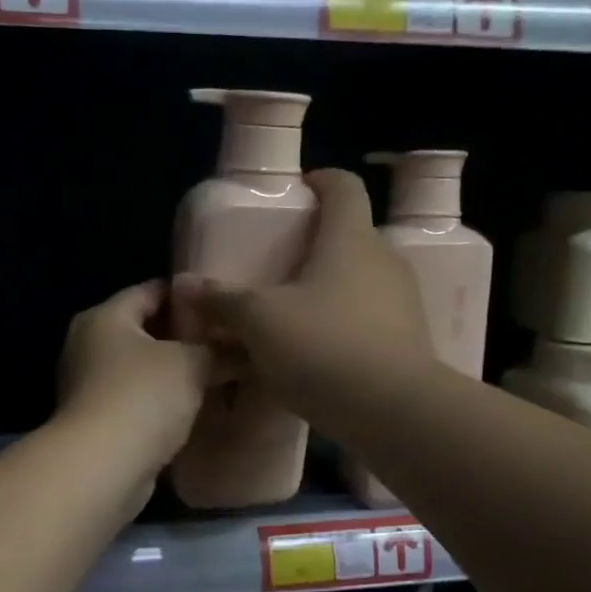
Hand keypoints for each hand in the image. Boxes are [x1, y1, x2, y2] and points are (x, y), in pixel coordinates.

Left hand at [55, 280, 224, 480]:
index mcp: (104, 317)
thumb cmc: (143, 397)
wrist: (102, 467)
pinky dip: (160, 399)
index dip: (187, 295)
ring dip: (172, 370)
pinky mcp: (95, 420)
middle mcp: (88, 344)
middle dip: (183, 335)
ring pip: (140, 367)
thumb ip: (219, 350)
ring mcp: (88, 385)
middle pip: (143, 329)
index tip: (222, 303)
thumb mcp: (192, 364)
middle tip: (225, 340)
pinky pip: (135, 397)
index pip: (149, 291)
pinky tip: (191, 405)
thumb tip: (245, 347)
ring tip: (215, 372)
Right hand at [171, 169, 435, 417]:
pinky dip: (340, 327)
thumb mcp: (259, 322)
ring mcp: (401, 303)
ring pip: (357, 283)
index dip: (320, 181)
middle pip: (349, 238)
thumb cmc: (323, 347)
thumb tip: (183, 284)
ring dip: (326, 292)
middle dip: (314, 247)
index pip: (343, 187)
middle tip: (278, 265)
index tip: (297, 192)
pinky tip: (314, 355)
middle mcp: (383, 261)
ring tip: (291, 316)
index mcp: (350, 240)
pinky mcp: (407, 341)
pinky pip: (366, 321)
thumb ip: (222, 300)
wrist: (393, 411)